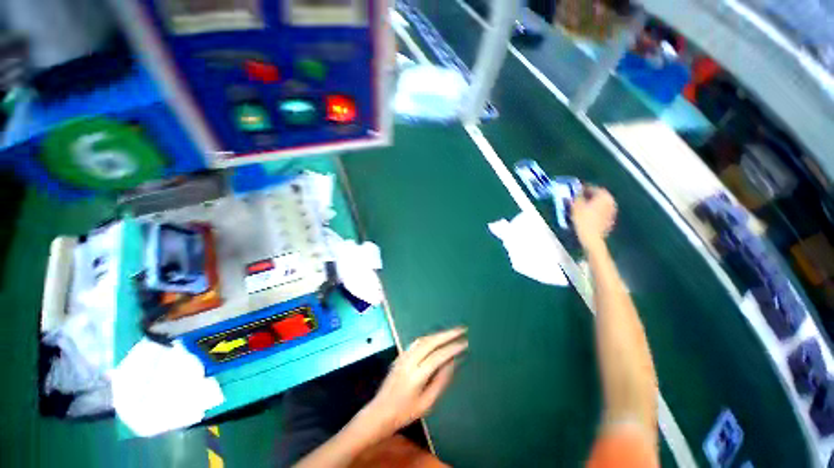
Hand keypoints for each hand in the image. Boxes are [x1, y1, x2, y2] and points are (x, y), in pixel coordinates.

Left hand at [358, 328, 467, 438]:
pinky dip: (429, 338)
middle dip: (447, 334)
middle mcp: (409, 361)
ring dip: (438, 334)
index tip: (464, 343)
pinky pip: (417, 342)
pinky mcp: (400, 355)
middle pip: (430, 342)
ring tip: (451, 332)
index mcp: (416, 375)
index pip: (438, 356)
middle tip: (461, 329)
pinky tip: (435, 339)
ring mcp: (403, 356)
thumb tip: (452, 363)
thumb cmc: (405, 413)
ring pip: (423, 339)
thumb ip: (440, 382)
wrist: (380, 412)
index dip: (452, 349)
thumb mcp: (427, 403)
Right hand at [571, 186, 617, 247]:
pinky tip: (585, 216)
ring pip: (599, 205)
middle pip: (597, 196)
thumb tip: (575, 191)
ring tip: (579, 208)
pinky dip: (594, 212)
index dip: (582, 188)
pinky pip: (601, 213)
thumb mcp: (576, 206)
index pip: (592, 188)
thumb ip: (576, 196)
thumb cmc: (583, 220)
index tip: (574, 190)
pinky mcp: (610, 220)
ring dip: (591, 204)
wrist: (591, 237)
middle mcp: (611, 202)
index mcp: (604, 196)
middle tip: (576, 199)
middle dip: (587, 196)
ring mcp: (612, 212)